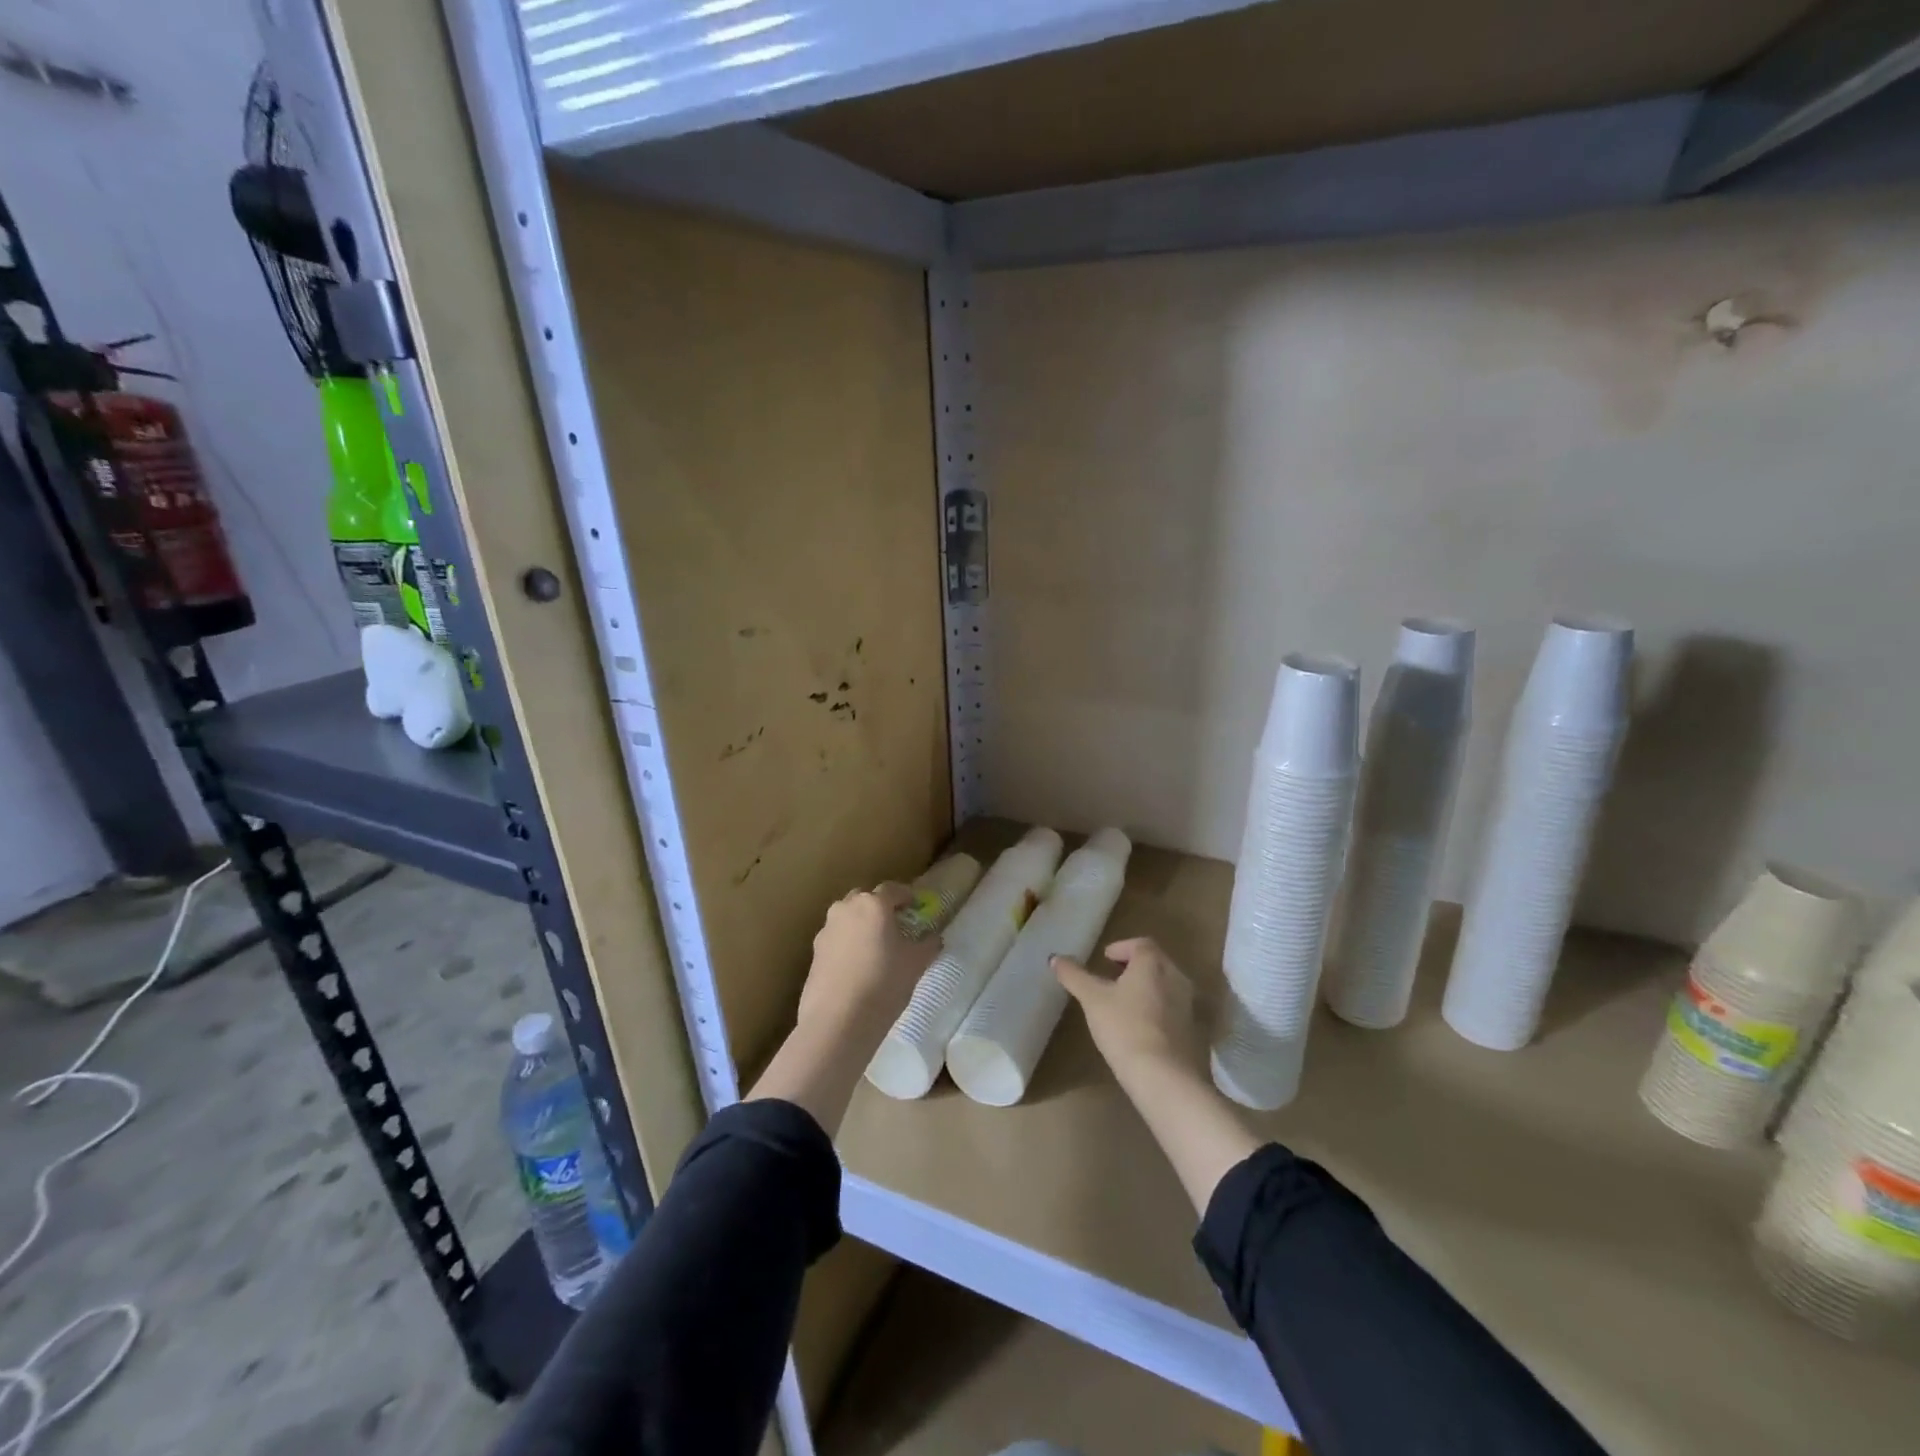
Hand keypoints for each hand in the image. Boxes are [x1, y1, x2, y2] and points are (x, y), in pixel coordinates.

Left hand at [797, 883, 940, 1034]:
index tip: (914, 905)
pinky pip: (835, 938)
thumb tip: (934, 938)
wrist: (838, 1019)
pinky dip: (846, 944)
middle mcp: (846, 909)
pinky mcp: (814, 952)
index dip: (905, 896)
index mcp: (873, 904)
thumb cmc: (884, 983)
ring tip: (873, 946)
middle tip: (893, 925)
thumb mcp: (916, 963)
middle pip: (865, 899)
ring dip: (860, 924)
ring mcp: (826, 929)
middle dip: (878, 907)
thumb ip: (928, 945)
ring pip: (847, 917)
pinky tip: (856, 966)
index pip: (892, 889)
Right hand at [1053, 937, 1201, 1077]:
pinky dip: (1158, 1010)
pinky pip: (1173, 1010)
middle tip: (1113, 978)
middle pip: (1155, 963)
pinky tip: (1141, 1028)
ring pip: (1166, 986)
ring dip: (1147, 989)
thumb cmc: (1125, 1028)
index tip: (1105, 959)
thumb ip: (1074, 976)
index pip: (1140, 944)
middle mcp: (1176, 977)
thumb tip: (1054, 957)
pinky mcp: (1194, 1031)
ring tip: (1125, 1003)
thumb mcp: (1092, 1000)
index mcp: (1153, 964)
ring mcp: (1189, 1005)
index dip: (1122, 948)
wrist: (1165, 1077)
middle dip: (1134, 967)